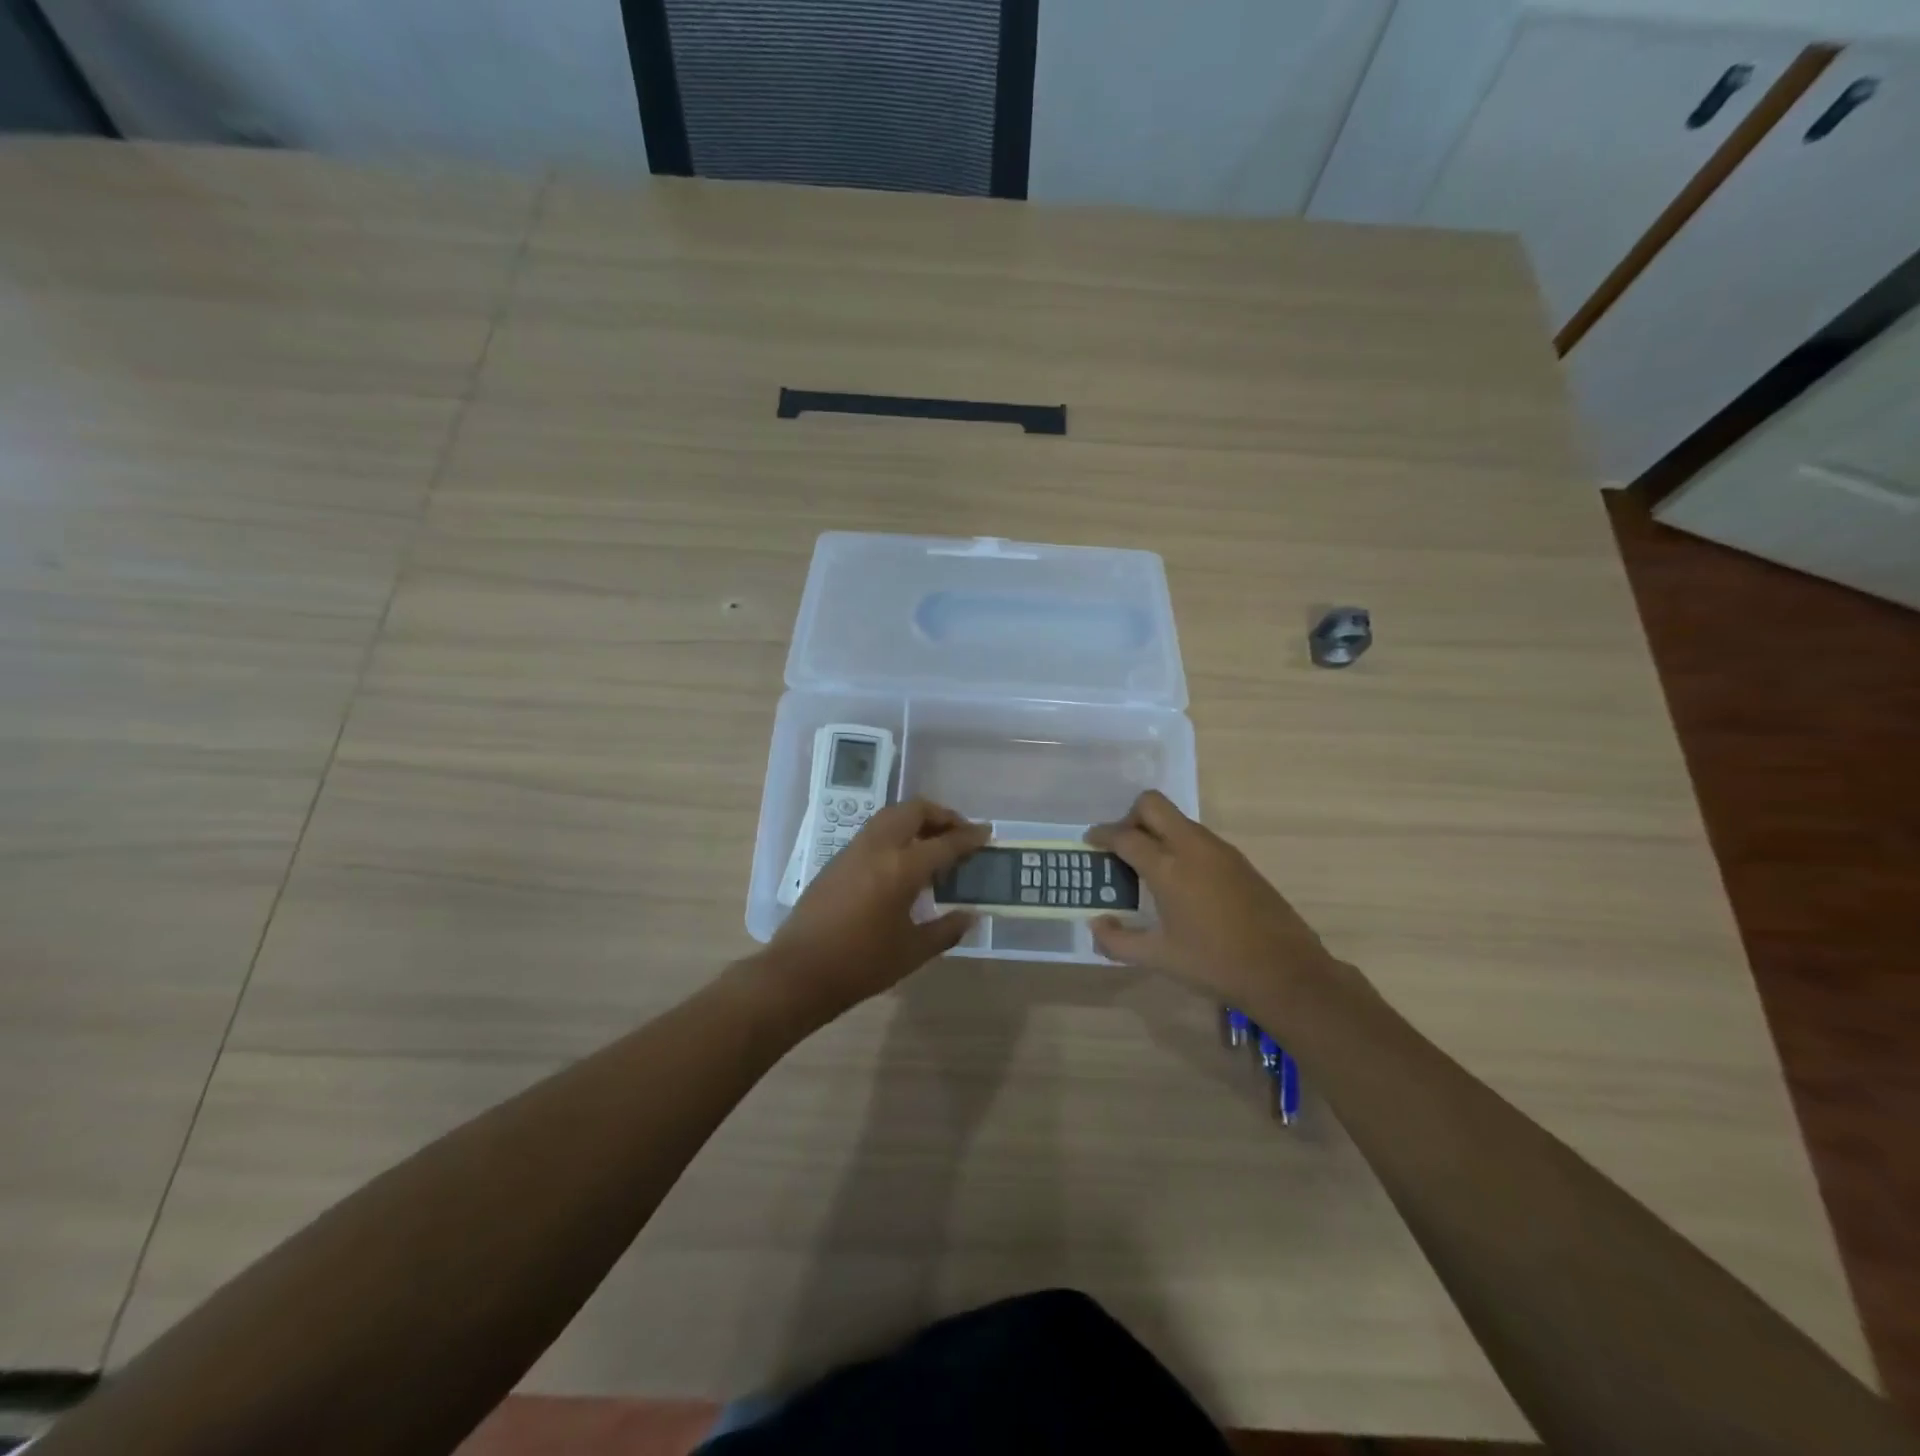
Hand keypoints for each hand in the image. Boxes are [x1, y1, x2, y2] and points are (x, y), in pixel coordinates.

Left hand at [765, 798, 988, 1020]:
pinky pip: (874, 832)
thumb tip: (971, 915)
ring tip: (933, 841)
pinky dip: (895, 832)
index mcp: (902, 868)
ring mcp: (853, 850)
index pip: (944, 843)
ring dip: (915, 819)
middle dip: (941, 815)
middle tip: (959, 832)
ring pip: (890, 816)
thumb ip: (946, 929)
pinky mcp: (837, 860)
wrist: (799, 972)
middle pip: (913, 811)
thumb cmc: (861, 965)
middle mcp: (878, 848)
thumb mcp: (912, 951)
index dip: (969, 837)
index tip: (987, 833)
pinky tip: (902, 860)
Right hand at [1086, 791, 1334, 1016]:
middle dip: (1130, 817)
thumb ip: (1118, 942)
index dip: (1102, 835)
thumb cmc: (1214, 964)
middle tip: (1121, 846)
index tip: (1090, 841)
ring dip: (1157, 830)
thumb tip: (1096, 925)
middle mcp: (1192, 847)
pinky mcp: (1239, 860)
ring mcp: (1220, 850)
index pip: (1125, 836)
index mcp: (1168, 868)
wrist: (1285, 971)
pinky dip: (1179, 844)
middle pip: (1152, 805)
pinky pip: (1198, 836)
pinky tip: (1181, 879)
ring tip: (1148, 866)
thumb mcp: (1159, 958)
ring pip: (1178, 819)